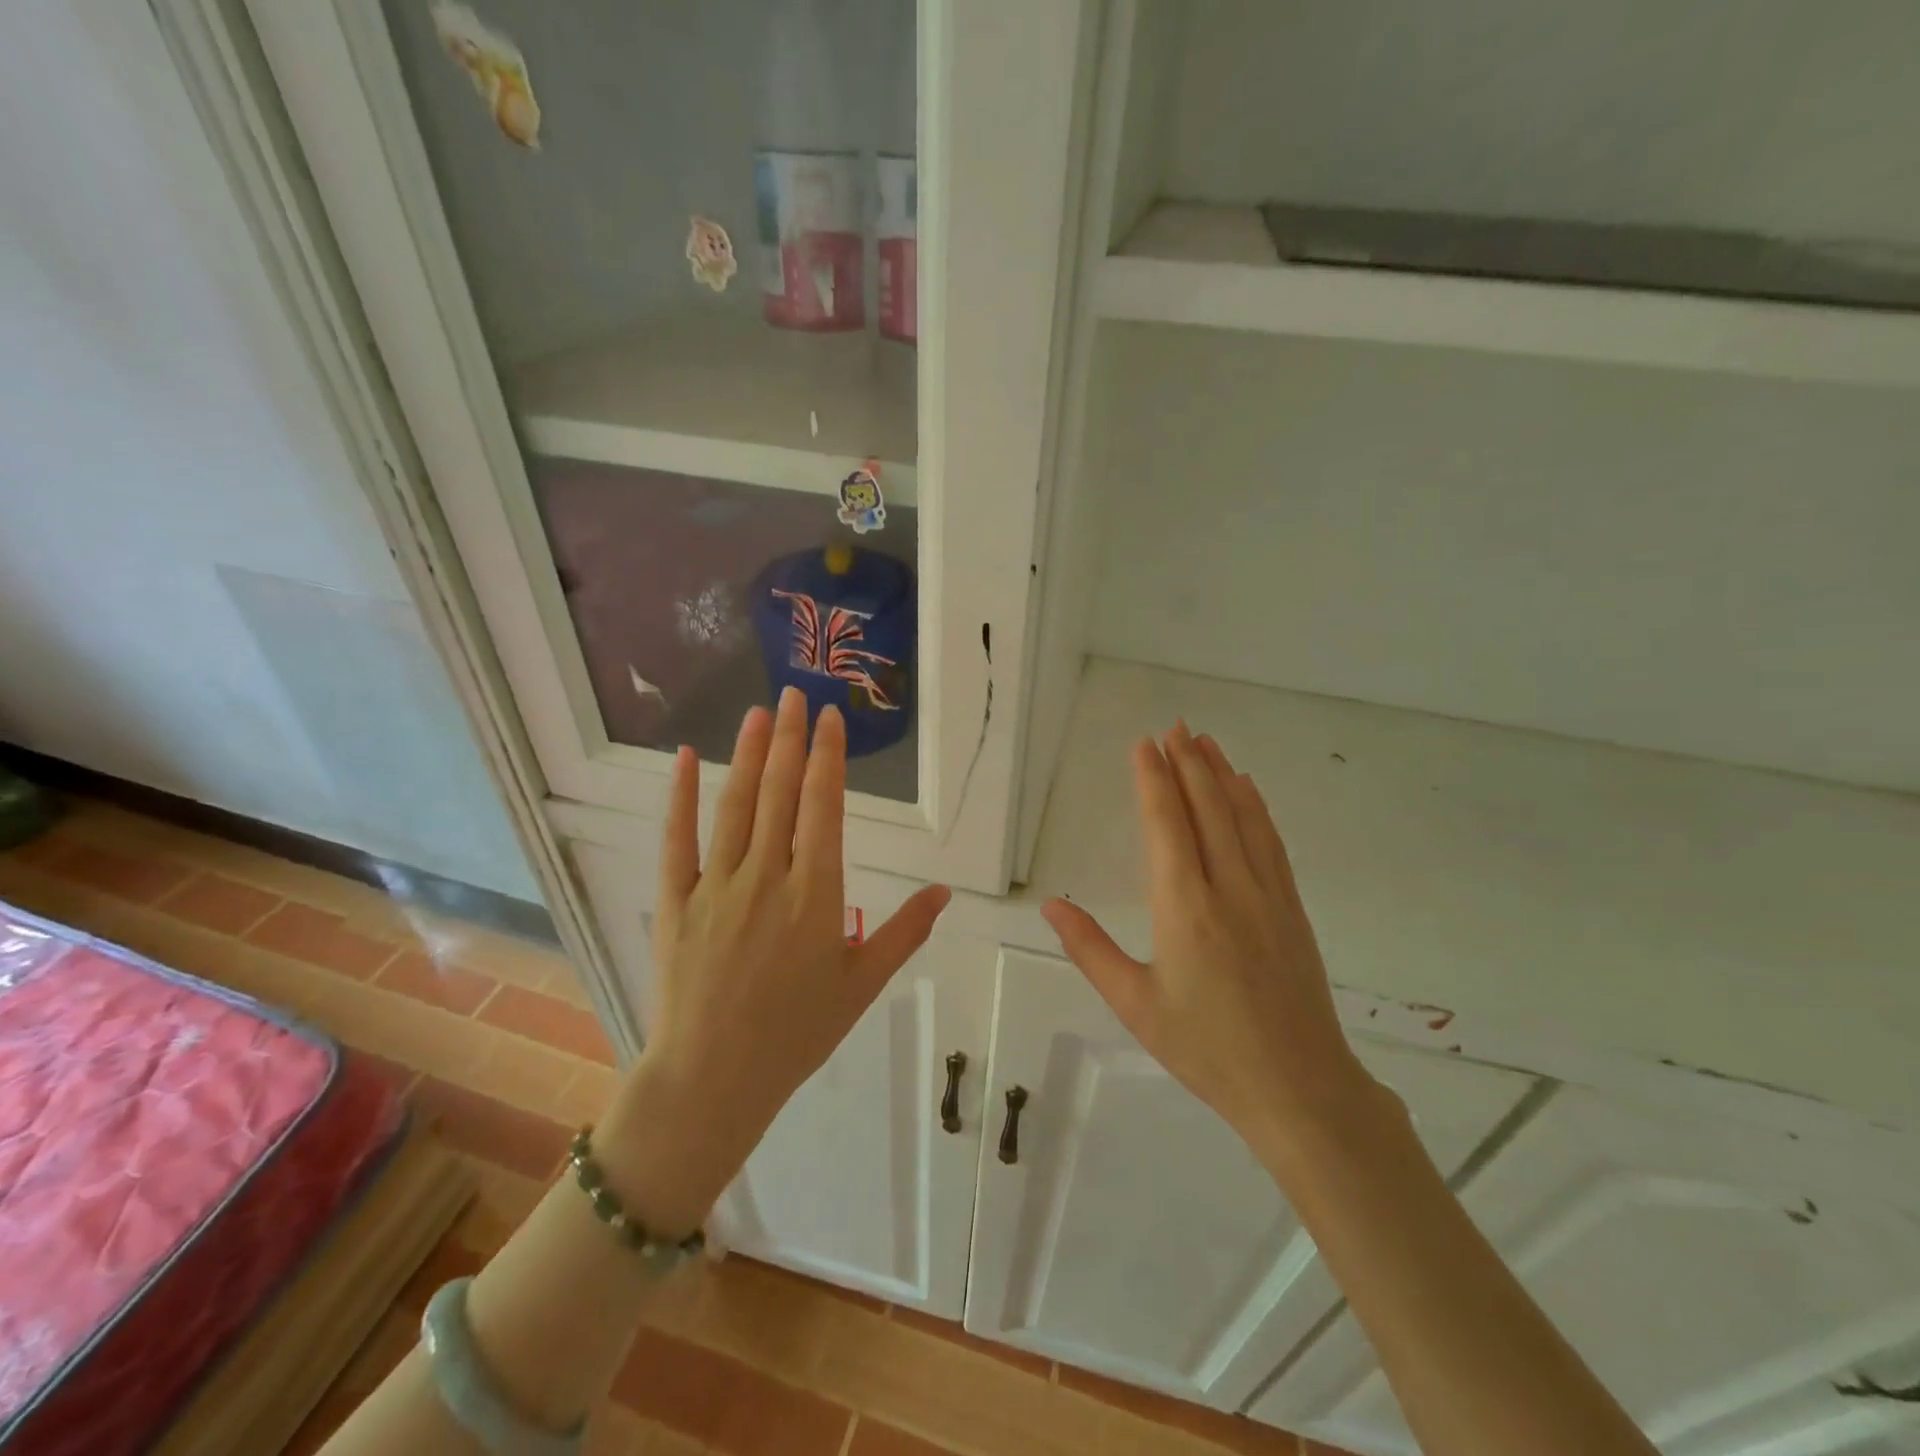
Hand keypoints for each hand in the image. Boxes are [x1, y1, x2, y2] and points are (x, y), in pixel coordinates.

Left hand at [603, 689, 950, 1232]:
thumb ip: (905, 932)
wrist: (714, 1078)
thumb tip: (945, 891)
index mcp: (816, 894)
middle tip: (798, 694)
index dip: (829, 757)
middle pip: (782, 793)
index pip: (824, 808)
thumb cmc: (797, 1032)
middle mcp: (767, 877)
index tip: (832, 719)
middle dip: (792, 739)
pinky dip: (681, 795)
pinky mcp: (677, 900)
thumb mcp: (863, 984)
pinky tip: (686, 757)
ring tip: (760, 712)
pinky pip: (678, 839)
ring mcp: (717, 885)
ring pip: (736, 805)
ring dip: (751, 754)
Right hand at [1041, 722, 1383, 1168]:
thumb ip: (1090, 949)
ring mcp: (1268, 896)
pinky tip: (1248, 790)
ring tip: (1205, 742)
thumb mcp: (1136, 1005)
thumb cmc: (1207, 1050)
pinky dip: (1256, 808)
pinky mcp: (1292, 909)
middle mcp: (1229, 888)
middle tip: (1174, 726)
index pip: (1167, 825)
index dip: (1153, 780)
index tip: (1144, 744)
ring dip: (1222, 775)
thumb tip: (1050, 905)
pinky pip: (1271, 843)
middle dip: (1187, 763)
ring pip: (1243, 818)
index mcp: (1185, 908)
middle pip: (1207, 809)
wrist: (1300, 1089)